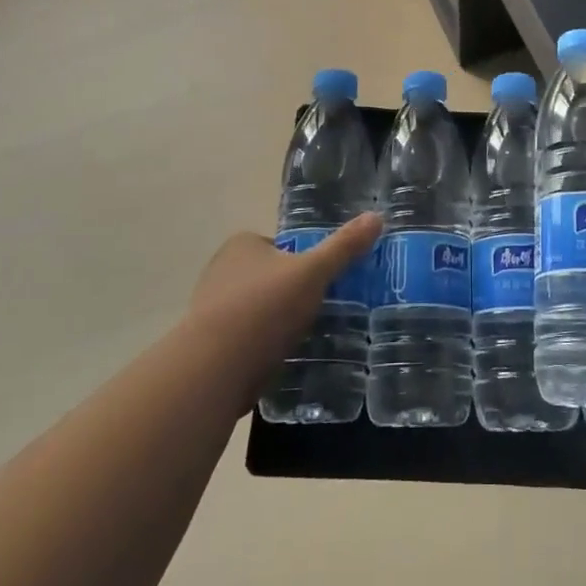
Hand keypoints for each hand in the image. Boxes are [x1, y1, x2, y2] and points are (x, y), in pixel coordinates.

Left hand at [186, 213, 382, 409]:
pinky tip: (281, 359)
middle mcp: (222, 270)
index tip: (323, 282)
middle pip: (270, 277)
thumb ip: (344, 246)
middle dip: (291, 293)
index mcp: (242, 244)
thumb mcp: (313, 272)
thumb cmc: (264, 308)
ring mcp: (212, 308)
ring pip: (257, 309)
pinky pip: (246, 338)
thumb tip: (376, 217)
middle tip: (320, 310)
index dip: (304, 262)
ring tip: (305, 337)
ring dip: (277, 322)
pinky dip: (263, 346)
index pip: (281, 246)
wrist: (214, 369)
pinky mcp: (209, 345)